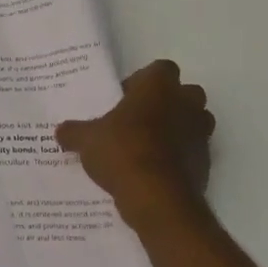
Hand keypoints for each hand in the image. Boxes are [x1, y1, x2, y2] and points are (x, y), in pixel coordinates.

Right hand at [55, 60, 215, 228]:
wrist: (157, 197)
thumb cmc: (122, 152)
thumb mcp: (86, 140)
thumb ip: (74, 132)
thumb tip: (61, 131)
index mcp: (158, 87)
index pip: (161, 68)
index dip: (143, 81)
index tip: (124, 99)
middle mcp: (186, 103)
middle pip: (184, 93)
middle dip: (166, 103)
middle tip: (137, 119)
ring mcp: (200, 133)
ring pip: (193, 121)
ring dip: (176, 128)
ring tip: (147, 145)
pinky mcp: (206, 162)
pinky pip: (192, 151)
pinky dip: (179, 156)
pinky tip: (155, 170)